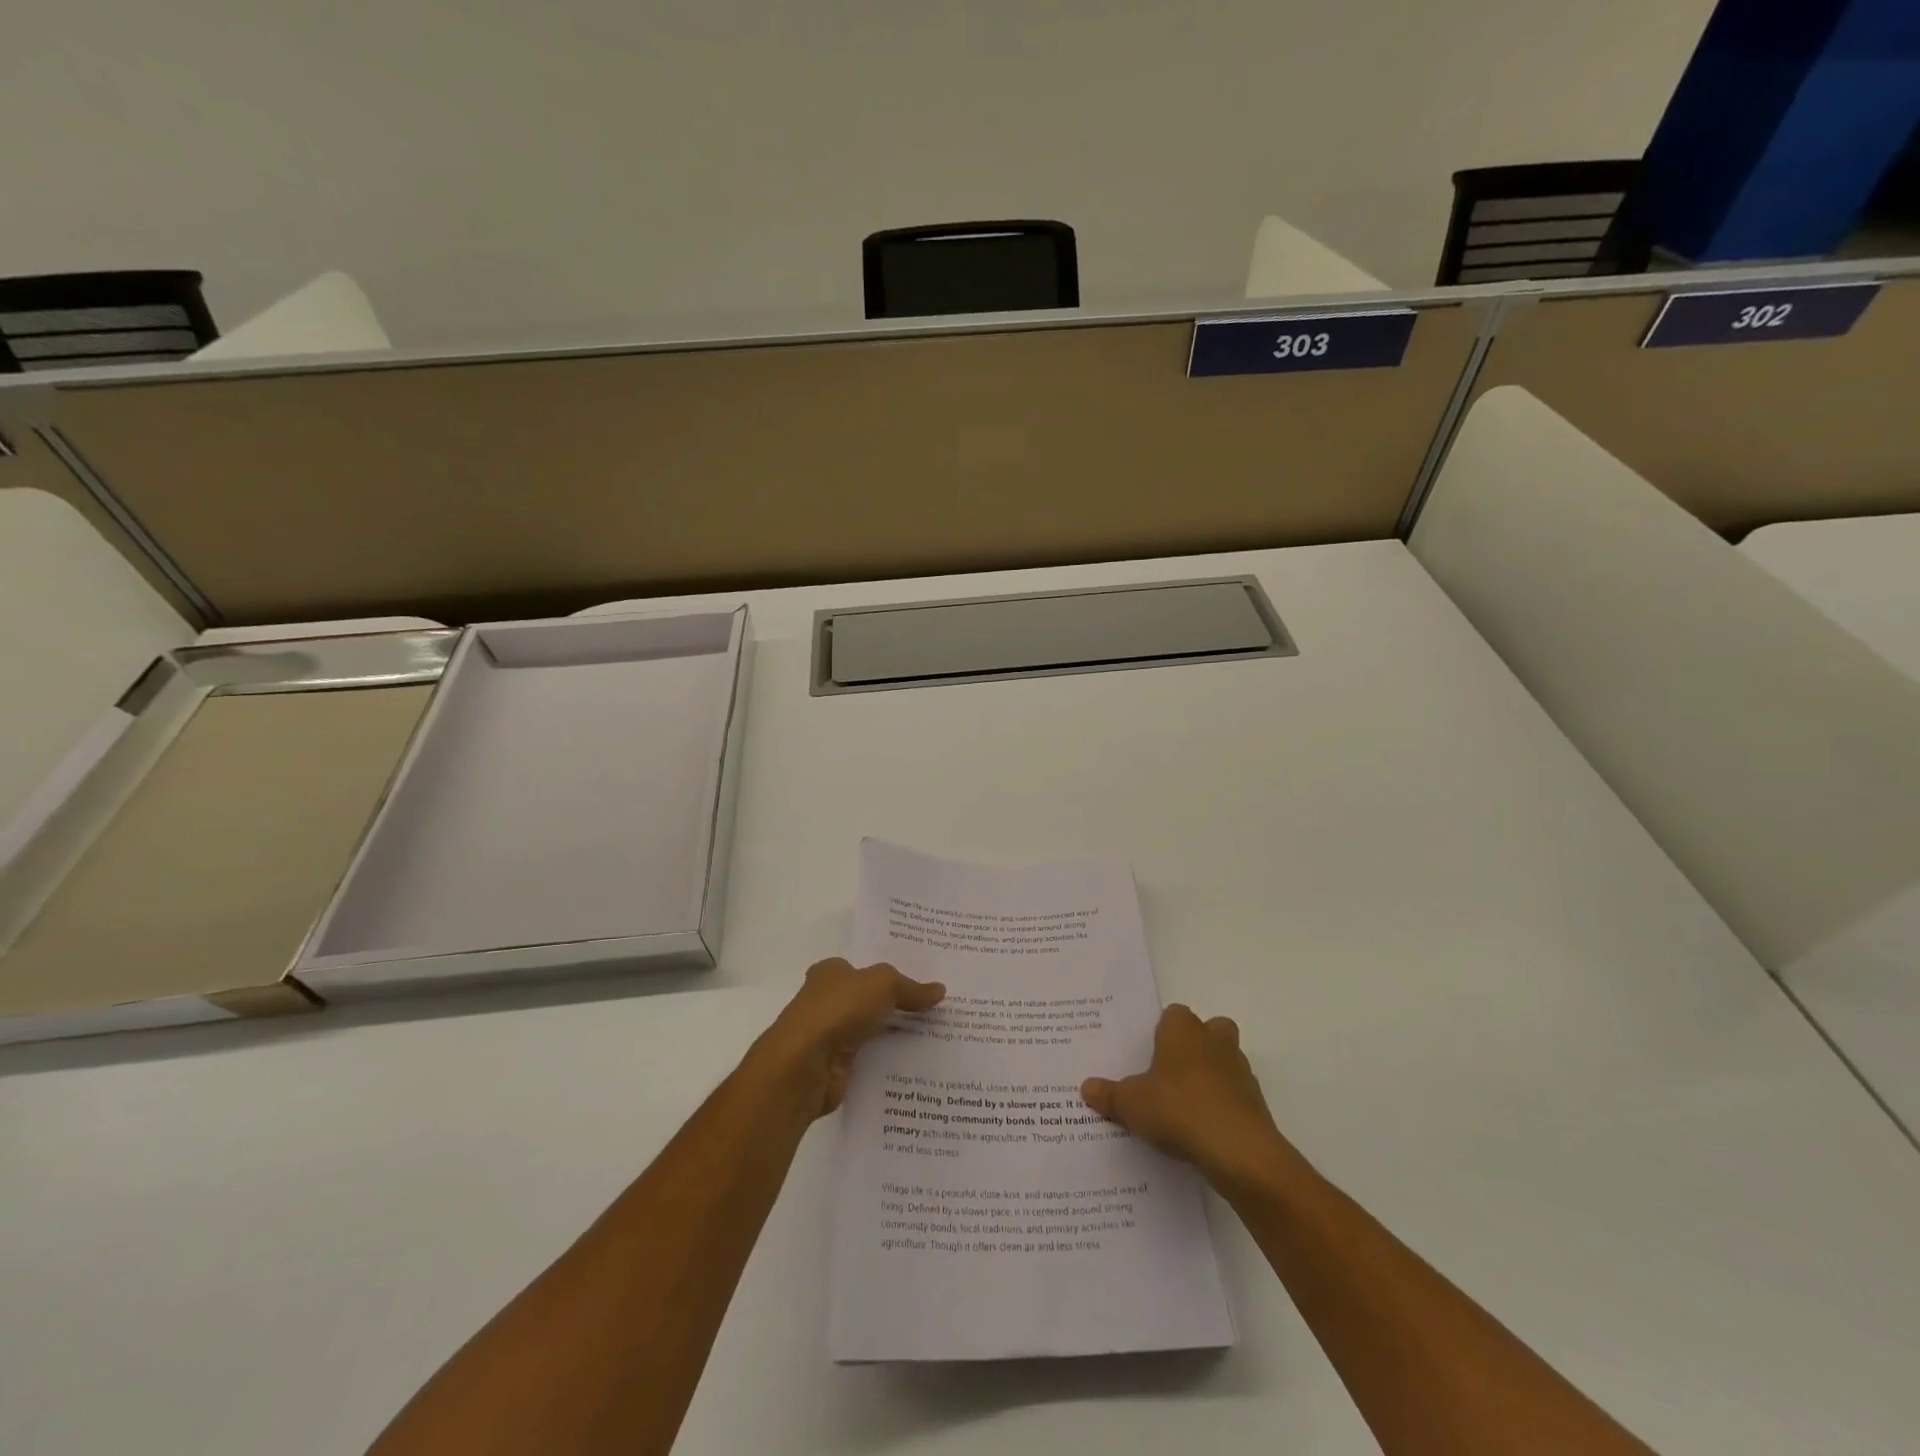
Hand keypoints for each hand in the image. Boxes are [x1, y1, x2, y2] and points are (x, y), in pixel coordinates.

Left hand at [754, 958, 944, 1118]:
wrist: (804, 1065)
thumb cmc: (838, 1009)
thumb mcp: (882, 984)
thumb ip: (910, 988)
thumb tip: (940, 990)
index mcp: (830, 973)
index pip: (863, 969)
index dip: (890, 973)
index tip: (921, 980)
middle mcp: (827, 1001)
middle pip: (869, 1000)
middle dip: (896, 1004)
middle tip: (937, 1008)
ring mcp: (830, 1035)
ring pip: (871, 1030)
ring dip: (895, 1034)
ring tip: (937, 1036)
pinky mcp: (836, 1067)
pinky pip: (871, 1059)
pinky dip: (888, 1061)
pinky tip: (917, 1063)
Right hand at [1082, 1004, 1290, 1190]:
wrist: (1238, 1151)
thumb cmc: (1178, 1109)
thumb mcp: (1131, 1104)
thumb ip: (1109, 1094)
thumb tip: (1086, 1087)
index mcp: (1183, 1031)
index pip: (1175, 1014)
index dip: (1163, 1030)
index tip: (1150, 1052)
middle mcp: (1214, 1042)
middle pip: (1211, 1030)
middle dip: (1197, 1045)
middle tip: (1172, 1072)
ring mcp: (1240, 1072)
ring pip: (1227, 1061)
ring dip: (1213, 1076)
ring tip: (1187, 1106)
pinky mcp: (1256, 1104)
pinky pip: (1237, 1096)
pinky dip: (1225, 1107)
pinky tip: (1205, 1130)